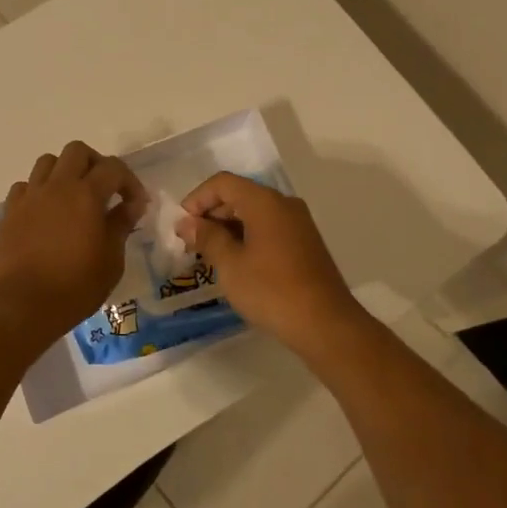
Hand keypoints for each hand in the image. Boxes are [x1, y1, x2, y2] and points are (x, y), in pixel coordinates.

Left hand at [0, 142, 149, 345]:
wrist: (20, 306)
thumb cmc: (74, 287)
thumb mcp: (111, 261)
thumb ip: (121, 225)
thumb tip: (131, 205)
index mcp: (86, 194)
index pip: (113, 167)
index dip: (129, 182)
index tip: (136, 205)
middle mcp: (56, 186)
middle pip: (77, 151)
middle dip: (96, 164)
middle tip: (105, 190)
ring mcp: (29, 197)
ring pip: (48, 162)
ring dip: (65, 172)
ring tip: (74, 197)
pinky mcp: (9, 212)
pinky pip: (25, 186)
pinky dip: (39, 192)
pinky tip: (46, 214)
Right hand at [175, 172, 363, 349]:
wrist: (325, 324)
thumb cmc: (271, 290)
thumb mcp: (230, 265)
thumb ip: (206, 238)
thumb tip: (187, 223)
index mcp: (265, 201)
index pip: (223, 183)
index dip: (197, 199)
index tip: (181, 226)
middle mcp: (284, 204)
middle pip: (239, 195)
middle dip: (211, 214)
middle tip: (191, 243)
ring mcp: (298, 223)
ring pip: (254, 213)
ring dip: (228, 228)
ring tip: (209, 255)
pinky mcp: (305, 243)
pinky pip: (269, 228)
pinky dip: (247, 237)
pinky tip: (236, 263)